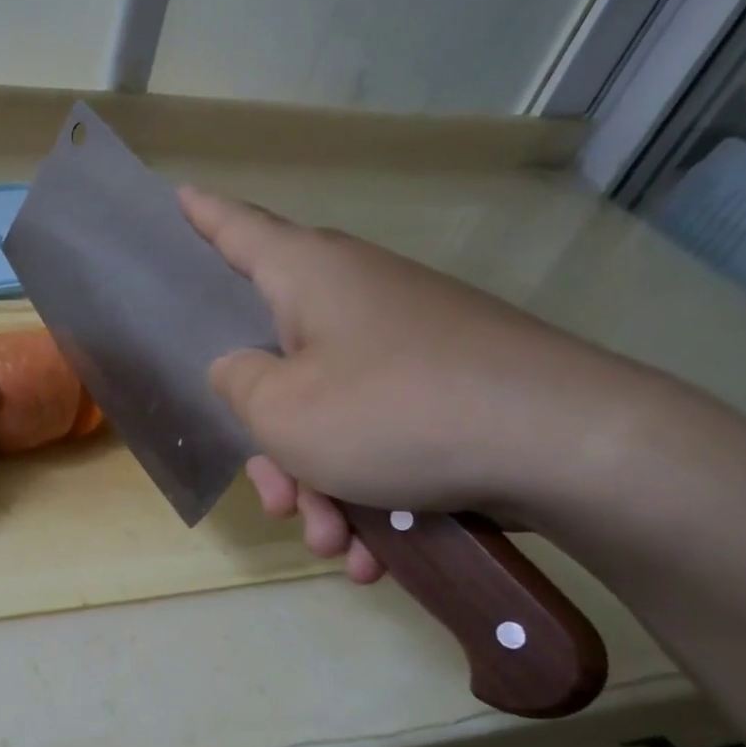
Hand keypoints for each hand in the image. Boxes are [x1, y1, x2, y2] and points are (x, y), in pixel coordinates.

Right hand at [181, 188, 637, 568]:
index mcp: (309, 277)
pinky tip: (376, 552)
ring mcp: (407, 344)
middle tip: (278, 500)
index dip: (203, 216)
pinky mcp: (446, 388)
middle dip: (273, 447)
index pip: (238, 230)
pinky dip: (369, 494)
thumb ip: (236, 384)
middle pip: (279, 363)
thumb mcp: (282, 411)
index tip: (179, 194)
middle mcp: (356, 298)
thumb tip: (238, 368)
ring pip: (330, 416)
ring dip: (321, 488)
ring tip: (336, 545)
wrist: (566, 447)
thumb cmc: (393, 413)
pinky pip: (381, 437)